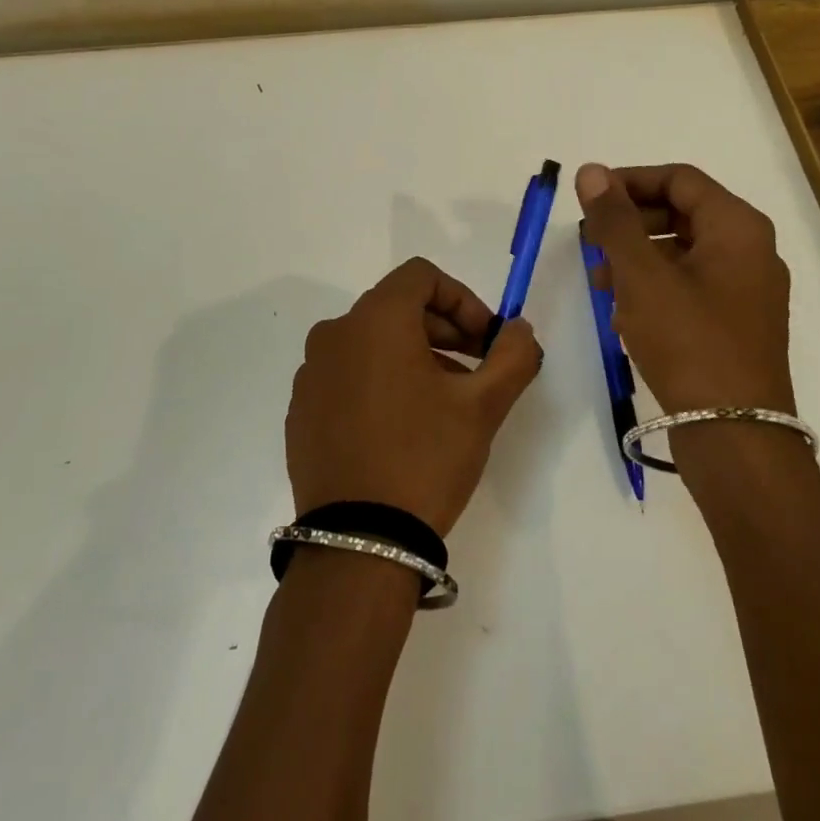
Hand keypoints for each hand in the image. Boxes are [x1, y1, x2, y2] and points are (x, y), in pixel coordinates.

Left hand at [287, 258, 542, 535]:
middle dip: (443, 329)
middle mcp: (335, 334)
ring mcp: (311, 373)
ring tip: (443, 403)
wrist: (358, 544)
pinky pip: (347, 375)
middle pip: (397, 307)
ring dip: (414, 356)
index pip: (422, 276)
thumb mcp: (483, 406)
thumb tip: (519, 328)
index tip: (486, 341)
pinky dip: (379, 382)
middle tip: (475, 370)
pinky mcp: (300, 409)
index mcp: (375, 319)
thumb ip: (512, 355)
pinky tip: (401, 428)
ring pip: (372, 342)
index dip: (463, 299)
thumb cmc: (425, 458)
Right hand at [576, 162, 793, 416]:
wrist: (735, 436)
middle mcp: (750, 250)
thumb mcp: (641, 275)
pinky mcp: (737, 323)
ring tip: (599, 278)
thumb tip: (592, 170)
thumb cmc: (688, 342)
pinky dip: (655, 284)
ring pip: (683, 250)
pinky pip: (691, 284)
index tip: (590, 197)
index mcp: (738, 227)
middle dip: (631, 221)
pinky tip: (623, 309)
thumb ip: (614, 219)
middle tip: (588, 237)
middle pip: (682, 212)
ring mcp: (747, 289)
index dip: (630, 180)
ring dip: (638, 255)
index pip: (679, 179)